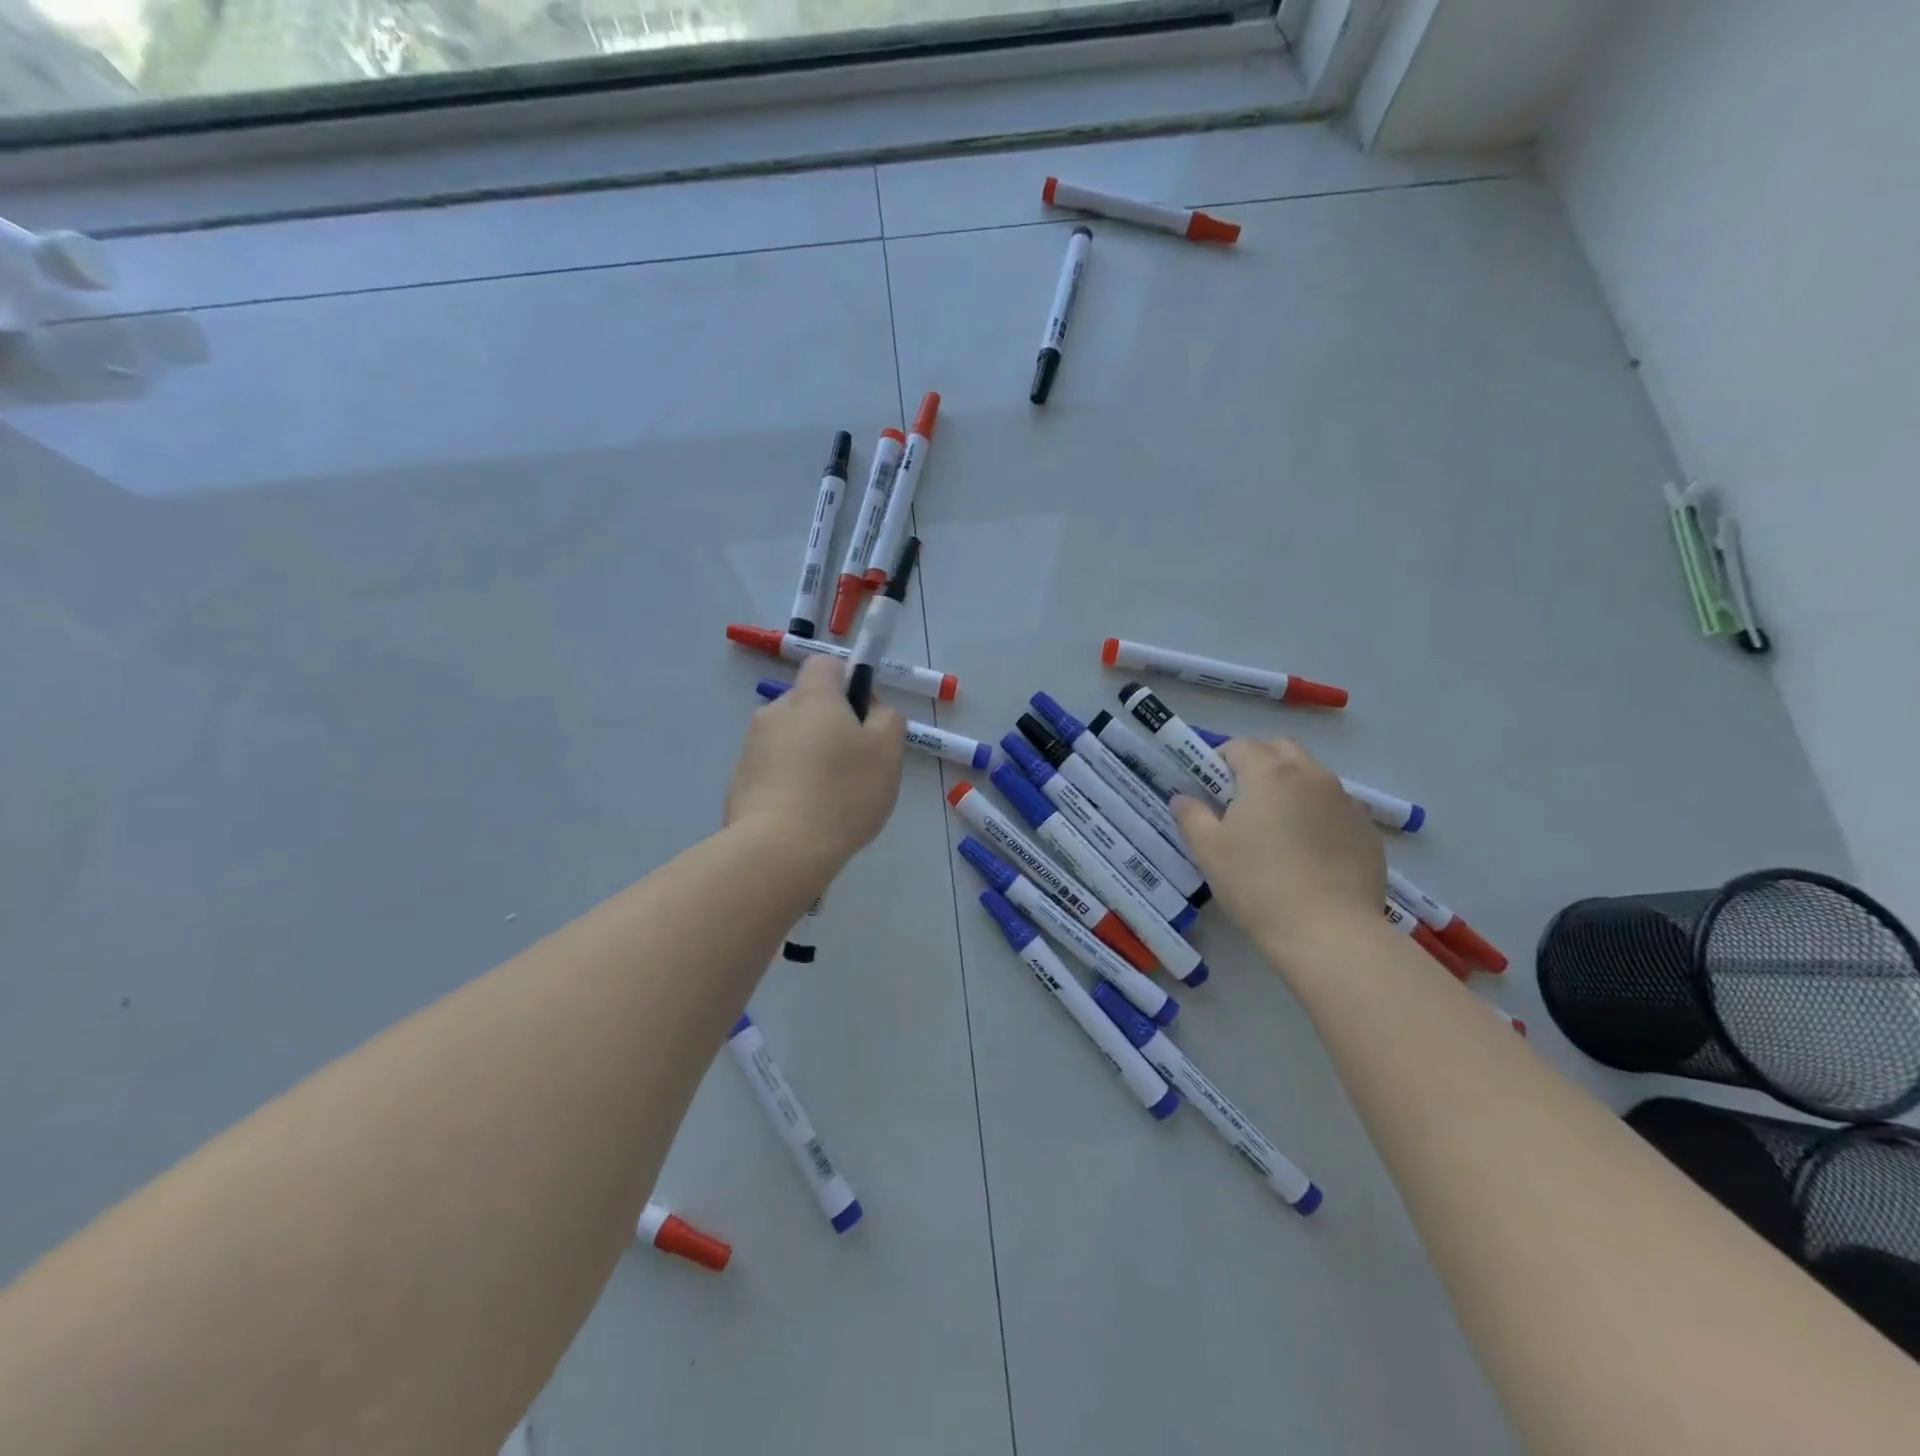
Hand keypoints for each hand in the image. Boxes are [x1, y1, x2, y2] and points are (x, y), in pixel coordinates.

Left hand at [724, 655, 905, 872]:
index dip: (849, 681)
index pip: (826, 665)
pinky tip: (806, 814)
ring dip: (809, 755)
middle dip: (831, 725)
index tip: (865, 716)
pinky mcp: (739, 782)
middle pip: (807, 704)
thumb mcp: (887, 752)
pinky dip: (790, 782)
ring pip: (790, 739)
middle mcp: (775, 713)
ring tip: (831, 797)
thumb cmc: (843, 792)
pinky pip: (773, 770)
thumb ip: (887, 720)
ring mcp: (751, 748)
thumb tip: (873, 711)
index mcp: (812, 698)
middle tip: (856, 764)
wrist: (780, 848)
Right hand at [1172, 737, 1383, 964]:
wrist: (1329, 932)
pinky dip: (1318, 815)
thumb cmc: (1257, 884)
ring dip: (1290, 788)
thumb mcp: (1208, 850)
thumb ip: (1191, 816)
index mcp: (1269, 773)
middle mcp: (1311, 776)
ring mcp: (1345, 801)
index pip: (1240, 746)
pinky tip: (1309, 853)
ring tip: (1277, 830)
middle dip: (1258, 764)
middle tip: (1241, 801)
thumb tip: (1183, 798)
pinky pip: (1335, 808)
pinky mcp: (1367, 830)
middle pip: (1281, 750)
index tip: (1211, 791)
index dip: (1219, 762)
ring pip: (1311, 777)